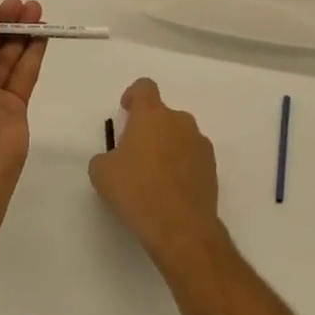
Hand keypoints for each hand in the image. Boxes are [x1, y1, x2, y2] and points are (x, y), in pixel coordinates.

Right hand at [89, 78, 224, 268]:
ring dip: (167, 147)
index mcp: (152, 115)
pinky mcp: (212, 167)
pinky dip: (181, 166)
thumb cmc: (137, 191)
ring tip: (154, 177)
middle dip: (149, 129)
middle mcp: (180, 121)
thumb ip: (106, 157)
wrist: (181, 227)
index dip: (133, 96)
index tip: (126, 112)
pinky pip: (192, 157)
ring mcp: (200, 143)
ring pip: (179, 136)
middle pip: (163, 114)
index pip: (144, 87)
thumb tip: (115, 159)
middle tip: (135, 155)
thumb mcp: (102, 173)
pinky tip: (171, 191)